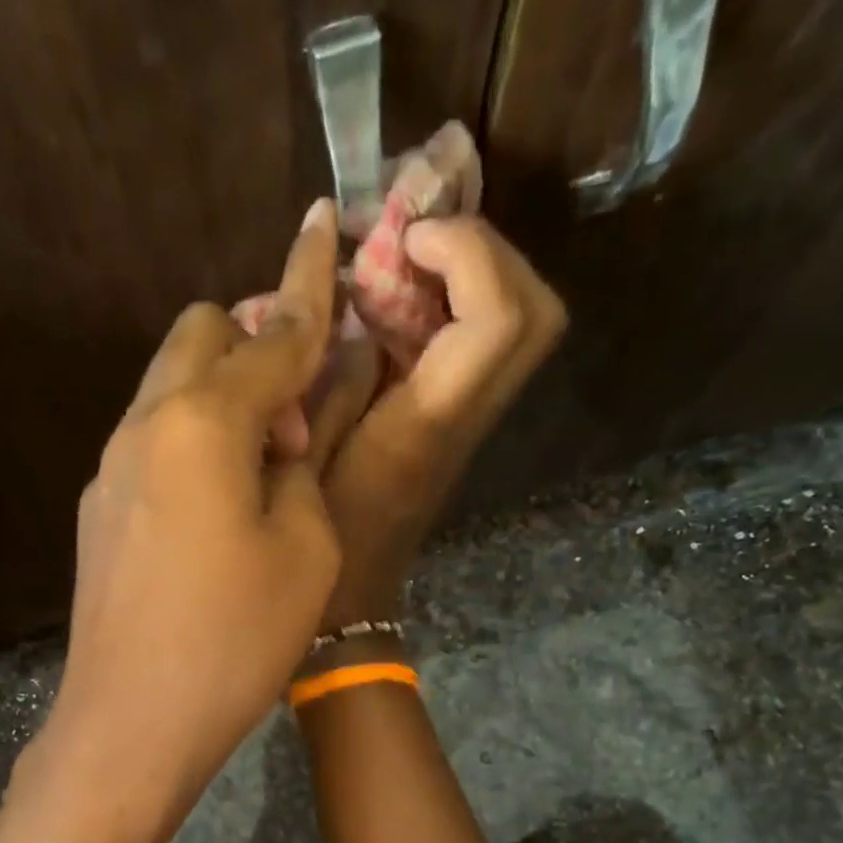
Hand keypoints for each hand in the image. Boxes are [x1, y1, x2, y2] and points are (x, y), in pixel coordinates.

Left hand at [39, 200, 343, 825]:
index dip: (310, 292)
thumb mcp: (305, 550)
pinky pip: (151, 440)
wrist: (131, 722)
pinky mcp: (98, 509)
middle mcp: (145, 425)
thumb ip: (307, 463)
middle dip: (256, 346)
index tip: (323, 228)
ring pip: (168, 387)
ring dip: (222, 395)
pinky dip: (191, 440)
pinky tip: (217, 503)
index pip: (272, 338)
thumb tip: (298, 420)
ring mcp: (110, 467)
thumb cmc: (234, 641)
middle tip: (298, 422)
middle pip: (199, 336)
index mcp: (202, 422)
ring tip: (263, 468)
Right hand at [314, 217, 566, 628]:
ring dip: (475, 274)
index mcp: (426, 427)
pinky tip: (398, 304)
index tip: (407, 238)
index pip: (499, 319)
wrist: (350, 604)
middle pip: (540, 314)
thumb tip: (359, 317)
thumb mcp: (302, 458)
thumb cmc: (313, 541)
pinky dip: (456, 304)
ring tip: (407, 262)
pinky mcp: (456, 428)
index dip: (469, 253)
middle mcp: (467, 420)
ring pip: (524, 327)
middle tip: (418, 242)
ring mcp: (470, 426)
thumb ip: (331, 382)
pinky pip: (486, 346)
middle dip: (489, 253)